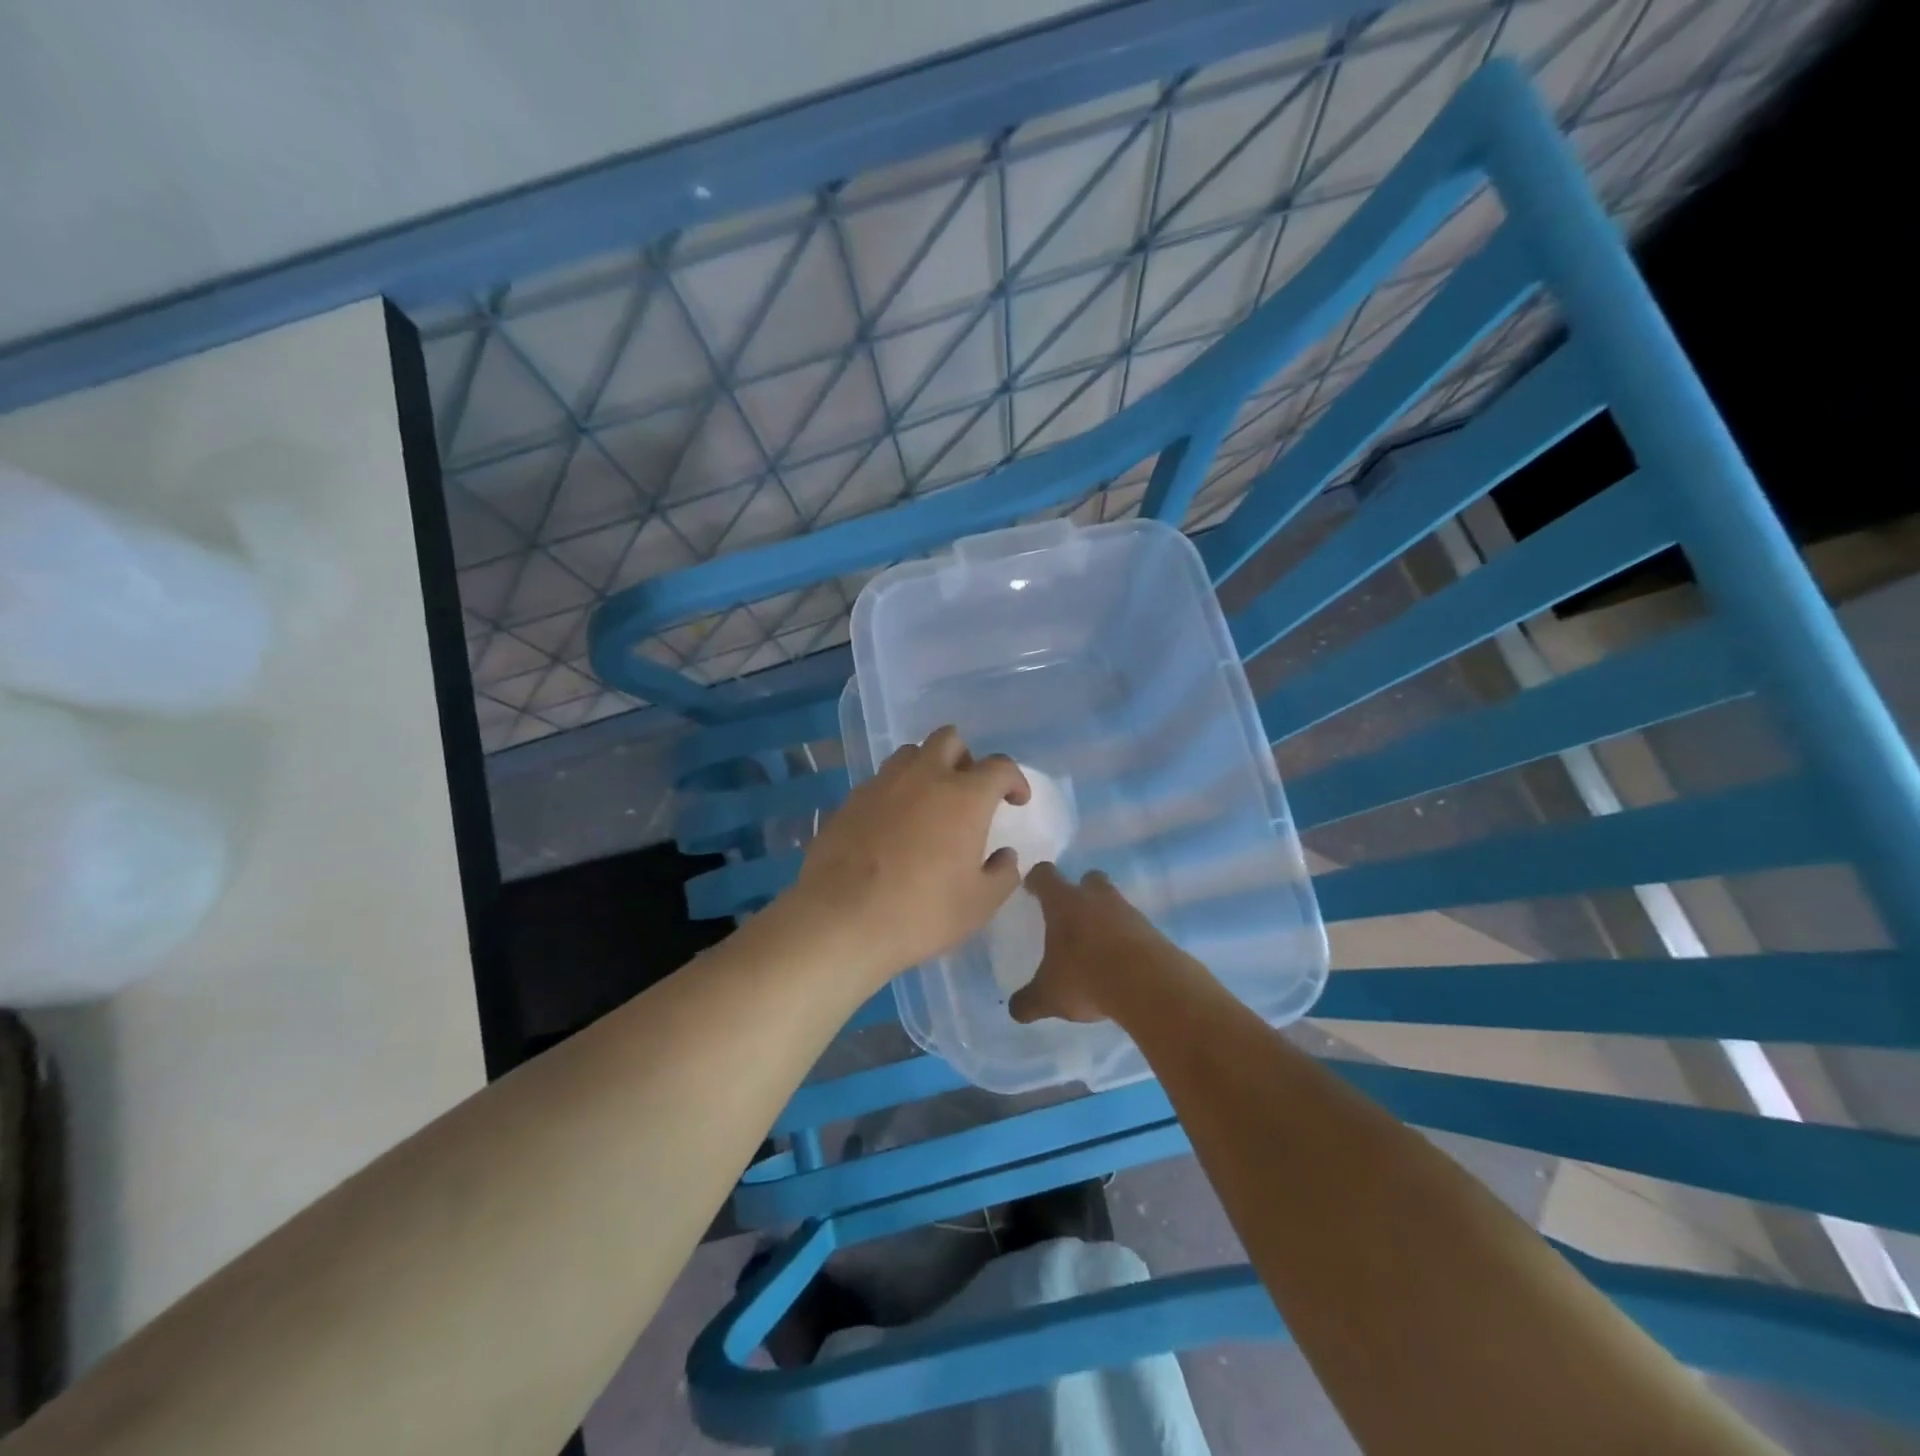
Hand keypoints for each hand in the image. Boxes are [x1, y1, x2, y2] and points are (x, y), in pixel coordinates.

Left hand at [786, 726, 1027, 983]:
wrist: (841, 919)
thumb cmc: (921, 912)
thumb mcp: (979, 904)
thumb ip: (1002, 874)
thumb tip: (1005, 856)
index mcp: (964, 796)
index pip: (999, 767)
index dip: (1014, 779)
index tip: (1016, 800)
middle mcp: (924, 777)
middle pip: (949, 739)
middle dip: (966, 758)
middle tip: (969, 791)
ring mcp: (882, 784)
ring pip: (910, 754)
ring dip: (927, 767)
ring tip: (929, 802)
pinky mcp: (850, 800)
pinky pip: (880, 781)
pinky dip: (895, 791)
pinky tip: (893, 824)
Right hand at [1009, 862, 1195, 1023]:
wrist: (1149, 985)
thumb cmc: (1086, 978)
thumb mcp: (1049, 996)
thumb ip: (1029, 1001)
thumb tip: (1016, 1009)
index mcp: (1064, 903)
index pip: (1045, 876)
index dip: (1036, 880)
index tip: (1031, 888)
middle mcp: (1096, 898)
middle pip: (1088, 879)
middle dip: (1080, 891)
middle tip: (1071, 914)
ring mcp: (1128, 912)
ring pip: (1114, 903)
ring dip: (1105, 918)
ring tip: (1097, 946)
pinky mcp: (1152, 931)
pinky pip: (1134, 928)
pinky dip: (1126, 940)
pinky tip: (1121, 964)